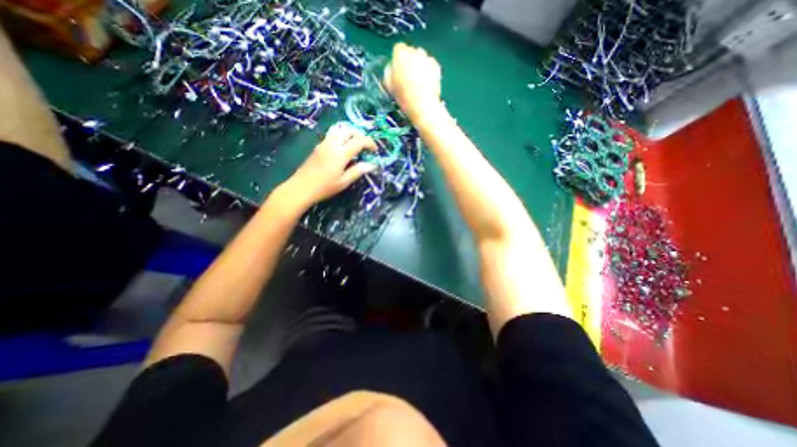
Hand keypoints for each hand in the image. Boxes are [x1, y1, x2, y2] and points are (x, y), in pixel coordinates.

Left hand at [278, 124, 376, 208]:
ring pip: (340, 129)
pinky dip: (342, 135)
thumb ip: (358, 171)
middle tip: (366, 147)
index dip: (370, 143)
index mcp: (340, 154)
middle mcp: (332, 144)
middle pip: (350, 131)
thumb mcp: (344, 182)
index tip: (375, 151)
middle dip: (361, 136)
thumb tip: (372, 165)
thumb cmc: (324, 188)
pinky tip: (344, 147)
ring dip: (351, 133)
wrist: (301, 188)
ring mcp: (324, 143)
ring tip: (356, 144)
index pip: (359, 141)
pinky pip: (333, 134)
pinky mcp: (318, 145)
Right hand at [385, 42, 441, 119]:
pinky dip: (428, 69)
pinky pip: (430, 64)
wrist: (423, 106)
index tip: (398, 69)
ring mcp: (427, 58)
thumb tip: (392, 67)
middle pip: (411, 51)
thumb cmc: (403, 97)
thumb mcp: (389, 86)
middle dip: (409, 61)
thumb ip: (389, 72)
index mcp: (401, 55)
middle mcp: (415, 52)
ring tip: (418, 80)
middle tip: (408, 76)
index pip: (398, 48)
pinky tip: (426, 82)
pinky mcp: (437, 66)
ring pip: (422, 57)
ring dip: (419, 64)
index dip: (398, 59)